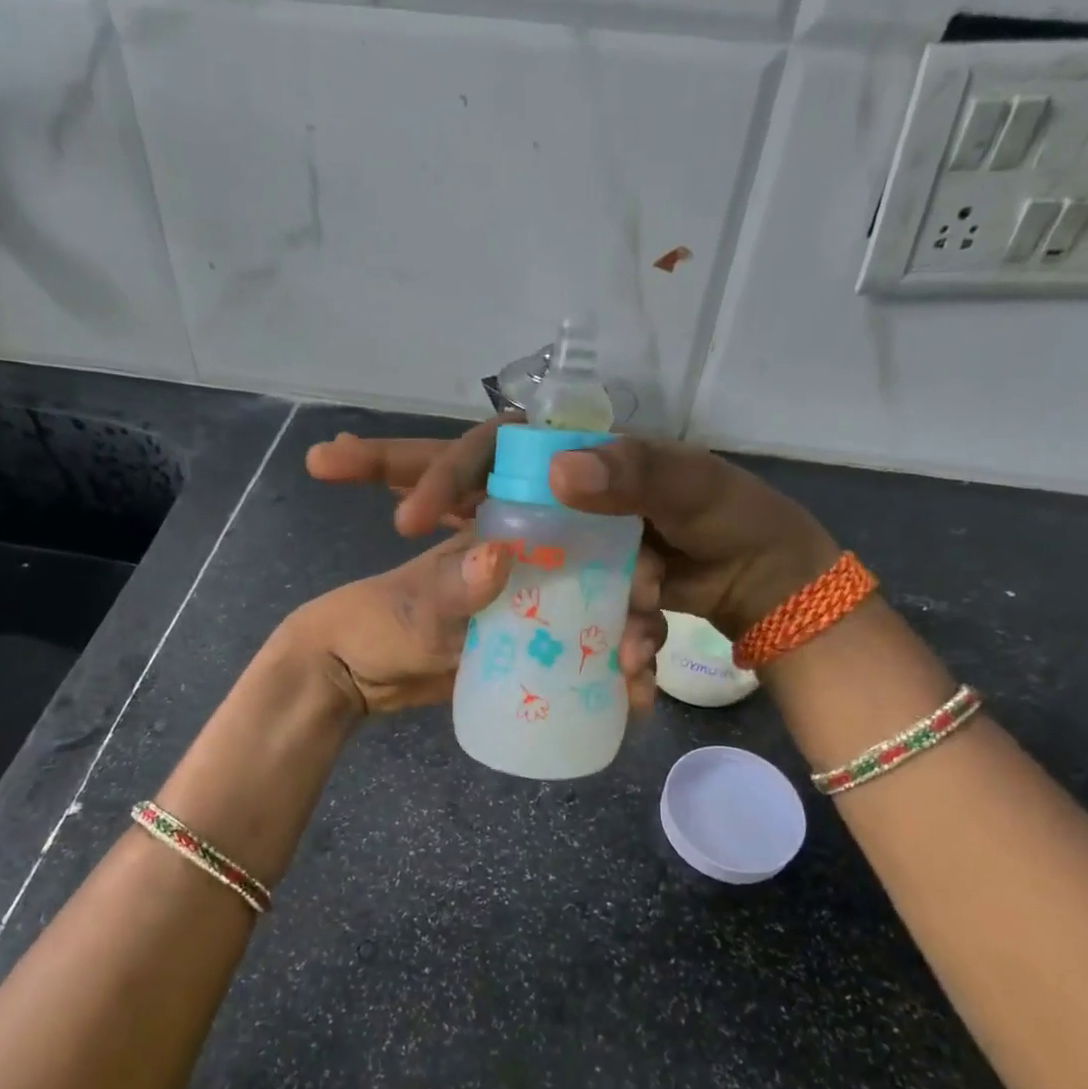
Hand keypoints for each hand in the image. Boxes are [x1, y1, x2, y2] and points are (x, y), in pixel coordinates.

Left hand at [281, 532, 664, 717]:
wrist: (356, 678)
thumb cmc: (375, 624)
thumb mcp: (412, 609)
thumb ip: (451, 587)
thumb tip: (501, 557)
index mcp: (500, 531)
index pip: (564, 506)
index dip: (603, 515)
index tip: (628, 554)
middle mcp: (529, 562)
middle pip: (602, 562)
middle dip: (633, 586)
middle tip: (646, 619)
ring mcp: (535, 607)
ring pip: (601, 608)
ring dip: (631, 634)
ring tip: (641, 670)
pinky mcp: (535, 649)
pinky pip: (584, 654)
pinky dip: (609, 675)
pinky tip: (632, 701)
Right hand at [306, 427, 837, 639]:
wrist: (759, 581)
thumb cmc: (728, 517)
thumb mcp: (688, 485)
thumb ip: (632, 472)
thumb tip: (557, 473)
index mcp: (568, 459)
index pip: (480, 449)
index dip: (434, 469)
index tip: (407, 516)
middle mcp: (548, 495)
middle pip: (457, 488)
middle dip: (397, 478)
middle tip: (327, 465)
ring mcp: (554, 543)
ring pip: (489, 553)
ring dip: (457, 576)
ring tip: (441, 588)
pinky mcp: (568, 586)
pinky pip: (530, 602)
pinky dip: (517, 621)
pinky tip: (503, 639)